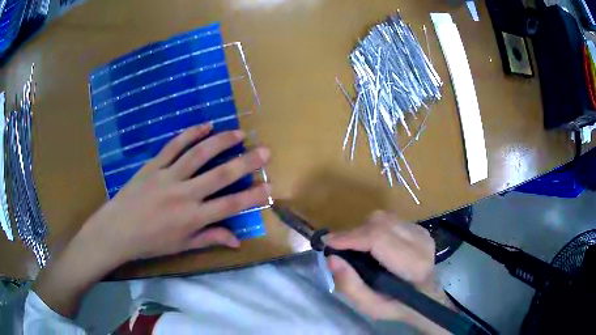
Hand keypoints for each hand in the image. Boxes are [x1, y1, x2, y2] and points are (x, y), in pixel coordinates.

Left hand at [35, 123, 270, 316]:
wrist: (118, 229)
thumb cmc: (150, 242)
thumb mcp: (182, 245)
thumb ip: (210, 238)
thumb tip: (237, 239)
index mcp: (192, 218)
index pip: (230, 206)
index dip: (252, 197)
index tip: (270, 187)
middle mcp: (184, 194)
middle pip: (220, 175)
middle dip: (246, 163)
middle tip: (265, 151)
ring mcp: (168, 176)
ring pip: (199, 154)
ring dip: (221, 142)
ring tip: (238, 132)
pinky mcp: (154, 164)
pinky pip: (174, 145)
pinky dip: (190, 133)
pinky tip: (205, 125)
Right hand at [327, 211, 450, 333]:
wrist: (427, 297)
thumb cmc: (399, 306)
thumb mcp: (371, 308)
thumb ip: (351, 286)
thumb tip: (332, 258)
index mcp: (413, 265)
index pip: (378, 239)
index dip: (350, 237)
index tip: (327, 242)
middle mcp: (421, 242)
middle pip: (379, 223)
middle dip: (354, 233)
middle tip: (339, 248)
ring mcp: (422, 232)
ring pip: (383, 217)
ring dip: (363, 230)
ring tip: (356, 247)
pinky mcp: (420, 228)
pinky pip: (390, 219)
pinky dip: (374, 228)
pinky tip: (373, 245)